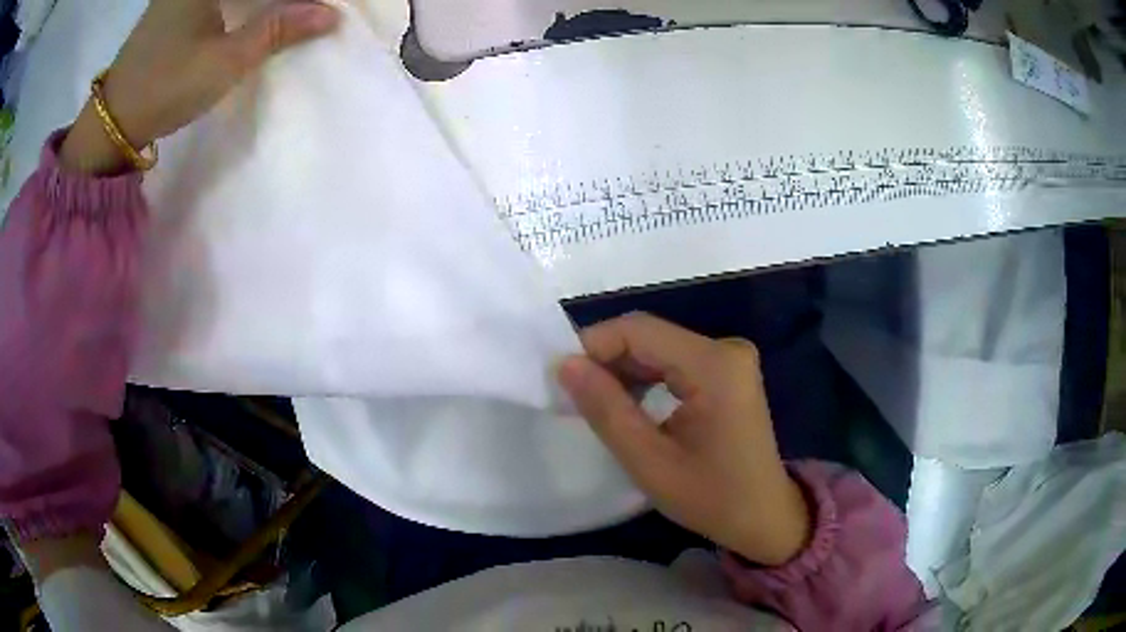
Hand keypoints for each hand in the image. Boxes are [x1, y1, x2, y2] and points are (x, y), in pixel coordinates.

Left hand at [60, 0, 339, 173]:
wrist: (112, 121)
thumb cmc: (166, 87)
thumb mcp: (225, 61)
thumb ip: (277, 30)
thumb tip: (331, 14)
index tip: (317, 7)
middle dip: (277, 0)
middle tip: (307, 10)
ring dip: (259, 2)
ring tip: (283, 14)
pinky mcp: (173, 5)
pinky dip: (240, 3)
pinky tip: (252, 13)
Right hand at [558, 313, 810, 565]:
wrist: (765, 516)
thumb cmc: (711, 498)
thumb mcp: (650, 462)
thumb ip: (606, 410)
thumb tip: (565, 364)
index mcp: (715, 365)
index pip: (638, 330)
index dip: (593, 346)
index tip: (561, 380)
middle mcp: (726, 348)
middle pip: (649, 336)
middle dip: (606, 361)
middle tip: (573, 398)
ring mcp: (730, 358)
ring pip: (658, 348)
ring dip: (623, 371)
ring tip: (597, 405)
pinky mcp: (727, 371)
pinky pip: (674, 361)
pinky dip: (645, 378)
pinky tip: (629, 405)